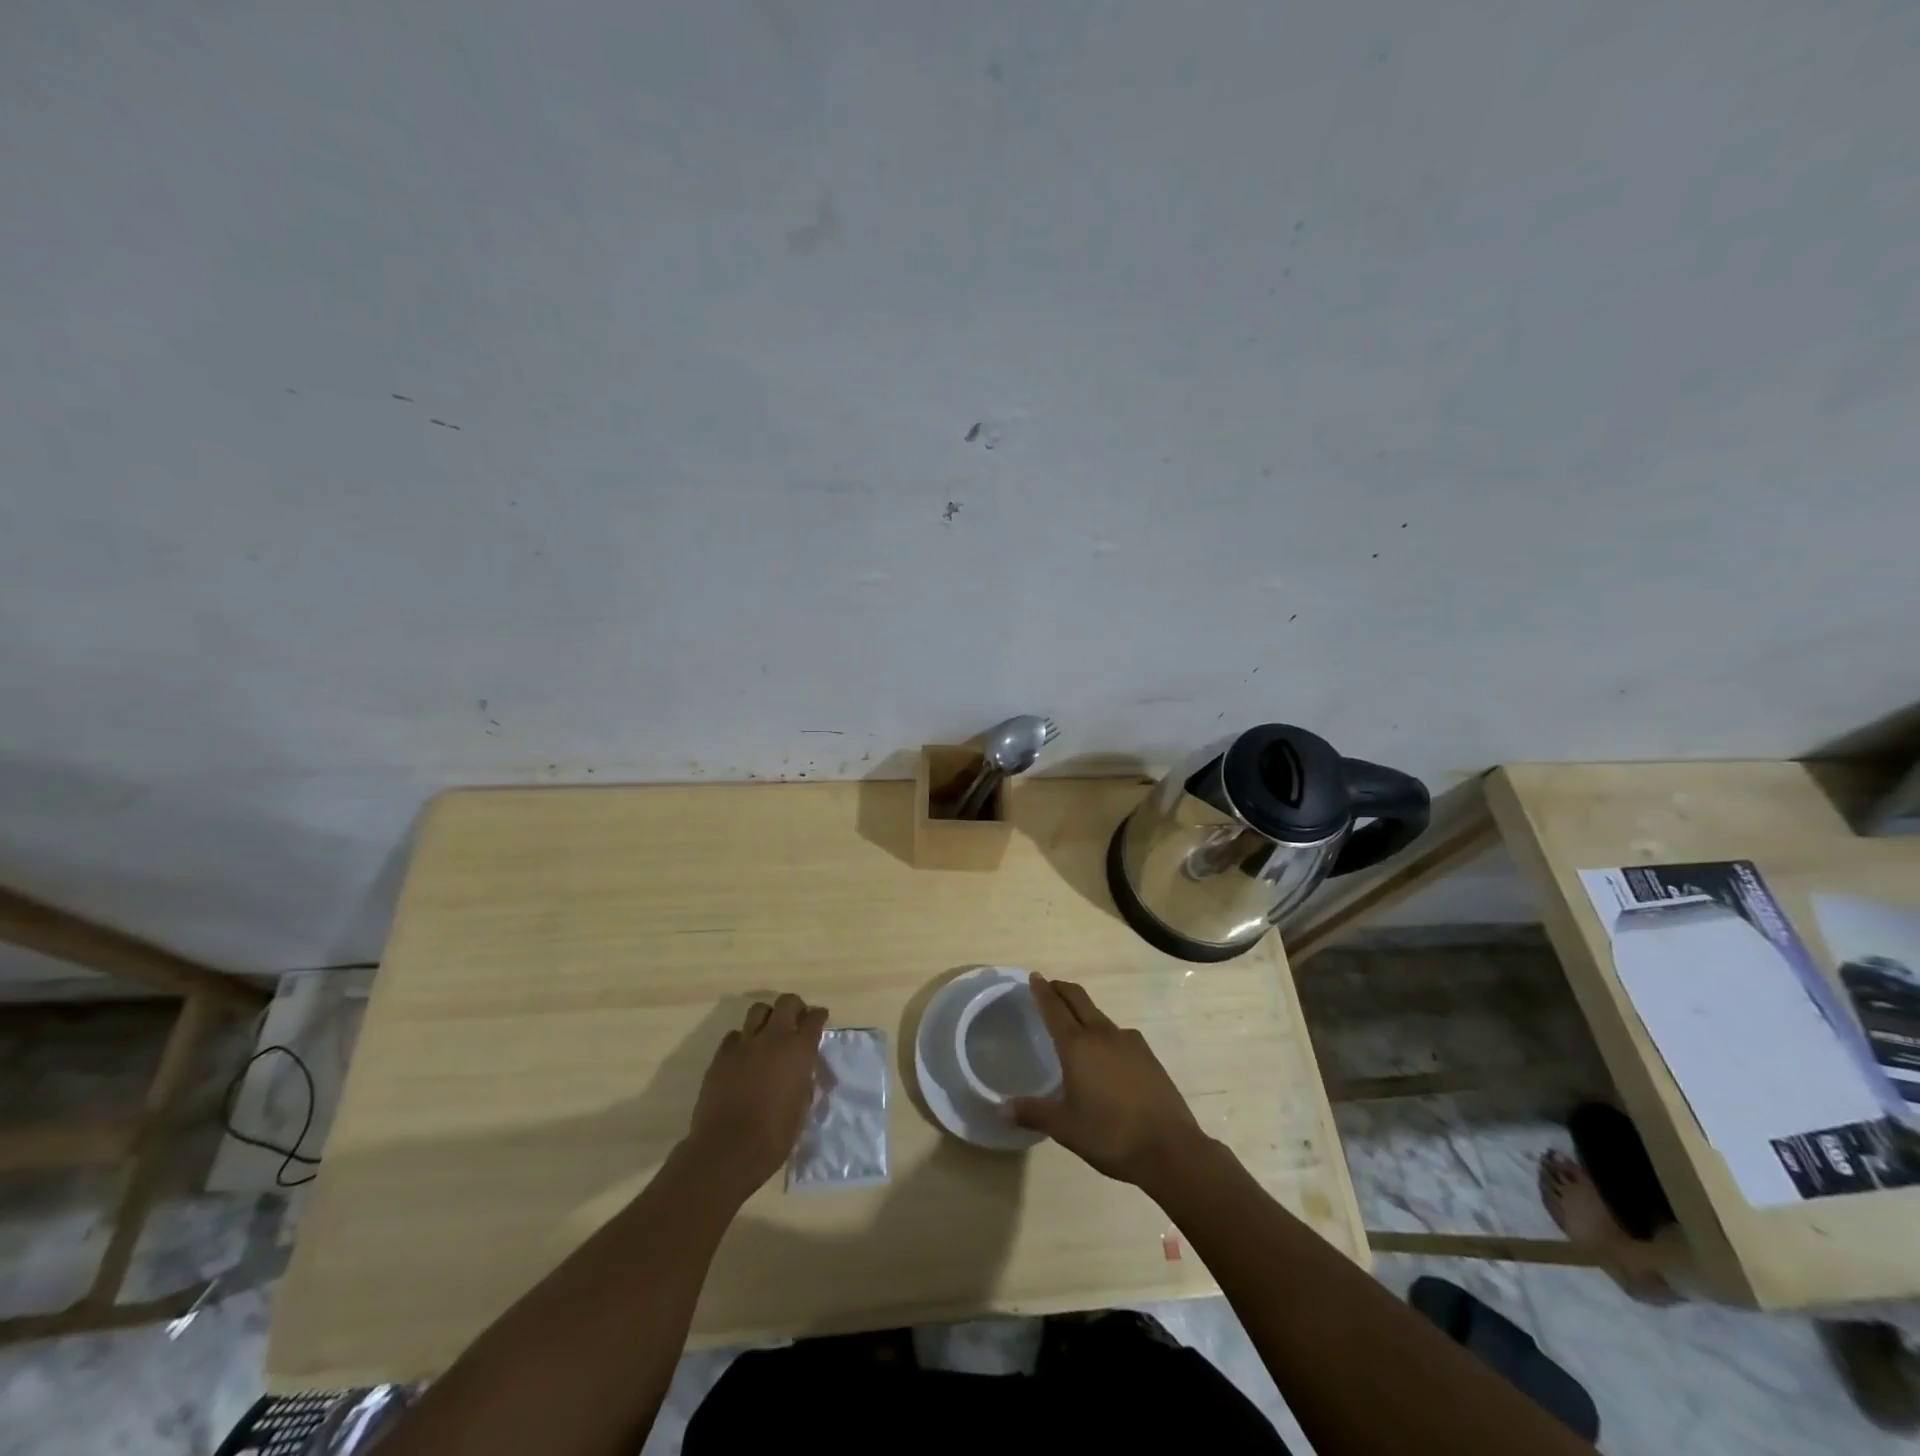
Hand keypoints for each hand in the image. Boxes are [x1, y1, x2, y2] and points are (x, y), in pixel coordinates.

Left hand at [684, 993, 827, 1198]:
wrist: (728, 1150)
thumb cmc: (775, 1136)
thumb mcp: (802, 1106)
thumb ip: (805, 1079)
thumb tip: (804, 1070)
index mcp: (799, 1050)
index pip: (814, 1018)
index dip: (818, 1016)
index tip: (819, 1019)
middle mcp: (774, 1038)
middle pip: (787, 1002)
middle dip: (794, 1007)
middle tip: (795, 1020)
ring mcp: (744, 1044)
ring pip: (758, 1010)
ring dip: (767, 1017)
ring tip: (768, 1033)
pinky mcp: (721, 1056)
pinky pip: (734, 1035)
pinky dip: (742, 1040)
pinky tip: (744, 1056)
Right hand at [1007, 974, 1207, 1188]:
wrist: (1170, 1149)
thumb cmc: (1109, 1135)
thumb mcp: (1065, 1128)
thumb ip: (1033, 1113)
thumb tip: (1001, 1108)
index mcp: (1077, 1045)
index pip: (1054, 1008)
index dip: (1042, 991)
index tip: (1034, 977)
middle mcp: (1102, 1034)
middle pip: (1078, 999)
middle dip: (1061, 989)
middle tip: (1048, 987)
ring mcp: (1129, 1042)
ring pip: (1099, 1016)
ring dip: (1083, 1010)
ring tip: (1073, 1023)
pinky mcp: (1147, 1055)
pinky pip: (1118, 1034)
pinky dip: (1103, 1032)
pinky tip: (1105, 1054)